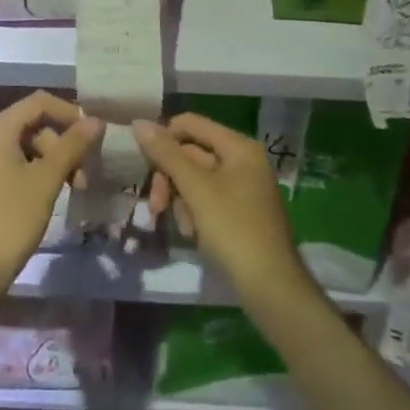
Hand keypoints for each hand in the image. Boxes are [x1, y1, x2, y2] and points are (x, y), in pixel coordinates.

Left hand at [0, 92, 101, 303]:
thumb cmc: (10, 219)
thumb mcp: (47, 180)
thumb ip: (72, 146)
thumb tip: (96, 120)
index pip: (38, 102)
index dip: (69, 112)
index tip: (93, 134)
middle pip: (32, 125)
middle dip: (62, 144)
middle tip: (84, 173)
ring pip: (24, 147)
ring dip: (51, 161)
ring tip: (73, 188)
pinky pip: (12, 164)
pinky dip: (35, 172)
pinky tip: (50, 195)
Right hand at [132, 114, 306, 302]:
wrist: (271, 287)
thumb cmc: (234, 229)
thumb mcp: (196, 189)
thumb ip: (167, 154)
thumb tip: (138, 122)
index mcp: (238, 147)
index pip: (191, 124)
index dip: (164, 138)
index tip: (144, 163)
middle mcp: (242, 160)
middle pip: (191, 153)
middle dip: (171, 179)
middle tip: (156, 205)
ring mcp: (242, 187)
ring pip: (195, 180)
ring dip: (181, 200)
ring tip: (184, 227)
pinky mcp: (239, 212)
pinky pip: (206, 200)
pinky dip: (195, 213)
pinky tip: (194, 235)